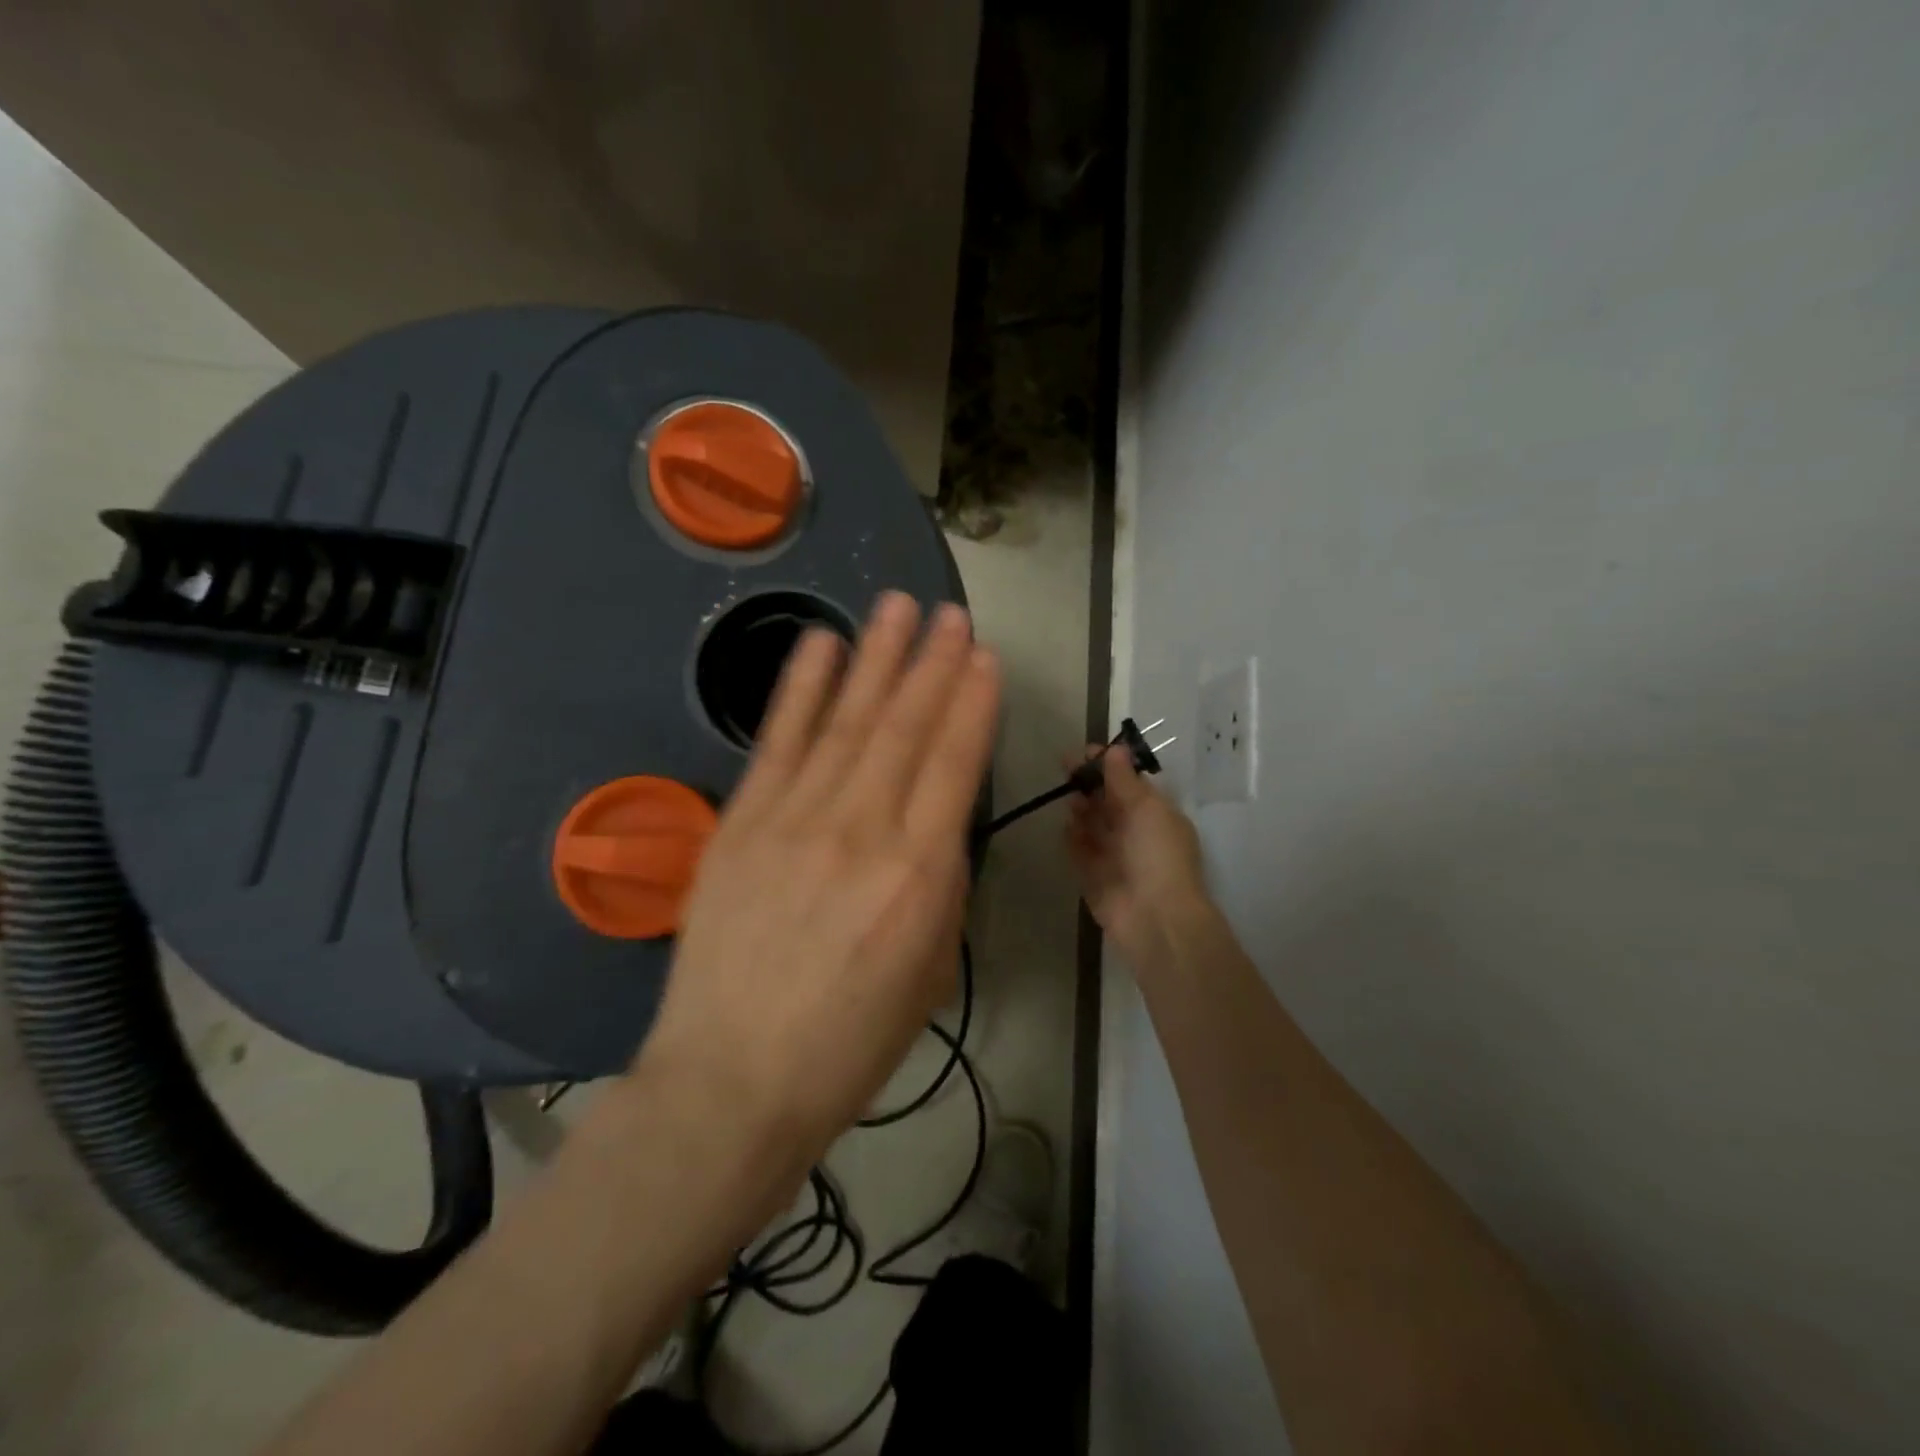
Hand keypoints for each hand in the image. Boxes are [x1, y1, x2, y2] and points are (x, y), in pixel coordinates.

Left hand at [635, 592, 1000, 1173]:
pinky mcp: (741, 823)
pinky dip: (801, 687)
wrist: (733, 1081)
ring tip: (898, 607)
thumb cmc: (849, 1043)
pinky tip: (822, 644)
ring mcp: (795, 818)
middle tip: (951, 614)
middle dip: (933, 663)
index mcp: (920, 873)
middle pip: (905, 726)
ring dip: (877, 657)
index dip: (972, 702)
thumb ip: (942, 888)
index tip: (984, 657)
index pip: (954, 762)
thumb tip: (936, 830)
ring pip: (847, 719)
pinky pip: (778, 740)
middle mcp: (862, 829)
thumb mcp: (931, 972)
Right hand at [1066, 744, 1208, 968]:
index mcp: (1156, 814)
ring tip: (1069, 799)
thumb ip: (1124, 780)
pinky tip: (1066, 826)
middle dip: (1089, 784)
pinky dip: (1072, 837)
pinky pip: (1079, 850)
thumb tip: (1114, 749)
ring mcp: (1113, 855)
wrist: (1154, 918)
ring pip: (1092, 824)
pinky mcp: (1093, 876)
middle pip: (1108, 801)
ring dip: (1081, 808)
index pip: (1129, 782)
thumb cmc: (1158, 856)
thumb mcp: (1147, 808)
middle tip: (1066, 769)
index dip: (1108, 766)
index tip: (1085, 753)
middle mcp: (1135, 832)